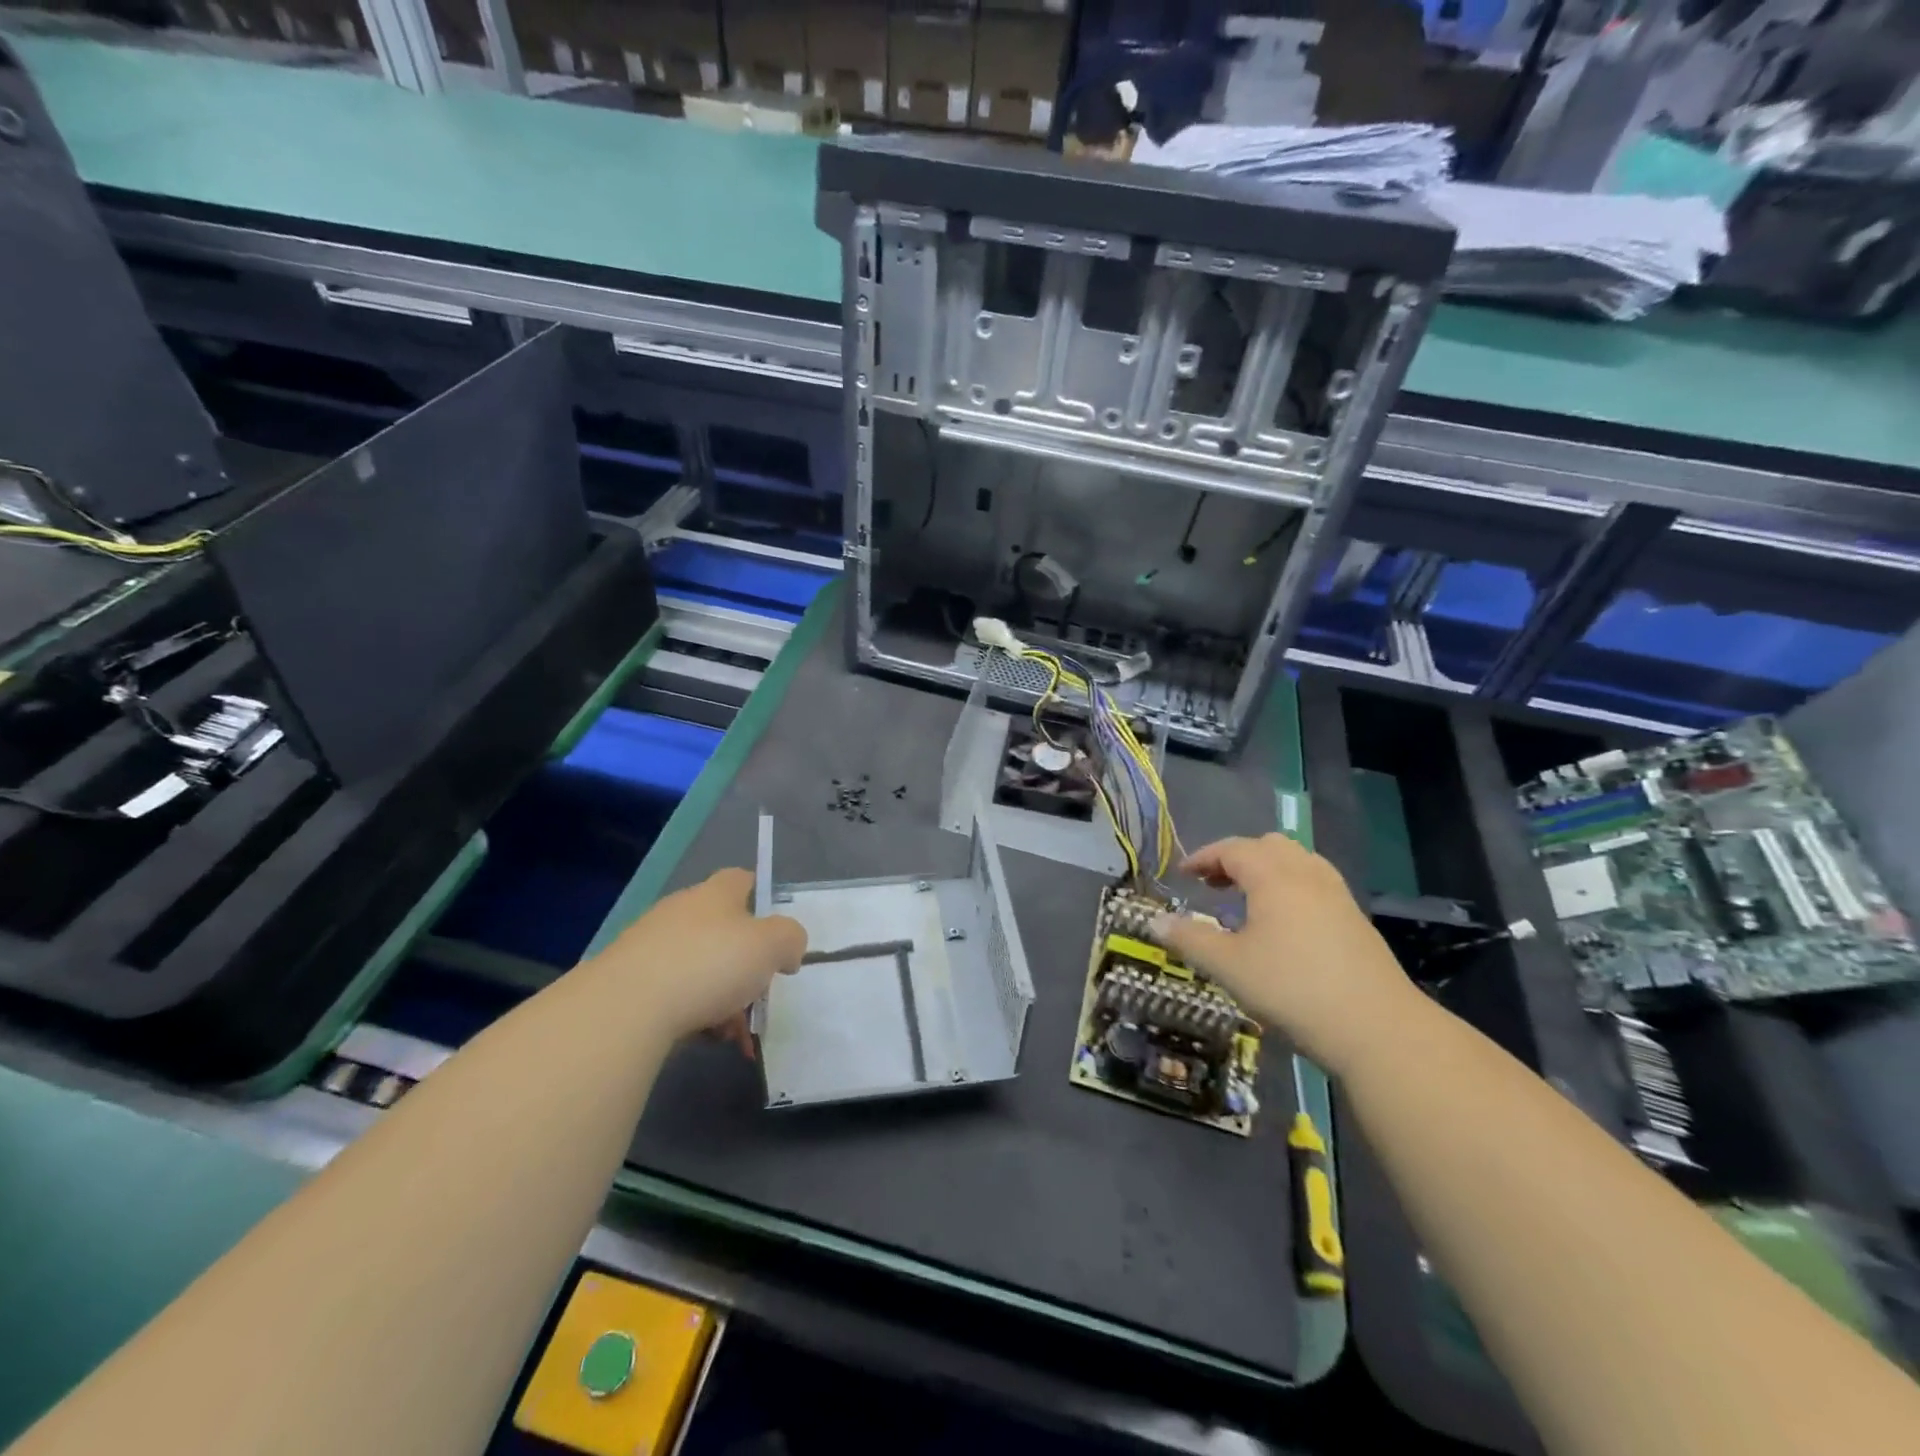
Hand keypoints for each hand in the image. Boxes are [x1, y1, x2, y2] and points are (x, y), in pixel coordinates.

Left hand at [587, 868, 806, 1044]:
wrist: (626, 1008)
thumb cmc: (709, 964)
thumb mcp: (771, 946)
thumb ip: (790, 939)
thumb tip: (787, 949)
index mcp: (715, 893)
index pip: (741, 879)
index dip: (762, 899)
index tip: (776, 931)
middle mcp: (680, 911)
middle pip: (723, 931)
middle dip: (745, 966)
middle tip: (759, 997)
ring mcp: (650, 946)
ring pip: (700, 968)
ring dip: (723, 998)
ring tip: (734, 1035)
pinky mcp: (628, 982)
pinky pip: (674, 995)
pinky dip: (694, 1015)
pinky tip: (704, 1039)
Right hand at [1152, 834, 1414, 1069]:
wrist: (1377, 1027)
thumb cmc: (1292, 989)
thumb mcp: (1228, 966)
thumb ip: (1189, 939)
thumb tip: (1154, 922)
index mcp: (1273, 876)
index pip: (1232, 849)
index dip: (1203, 857)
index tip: (1183, 874)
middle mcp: (1306, 874)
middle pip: (1268, 845)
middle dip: (1236, 858)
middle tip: (1213, 884)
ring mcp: (1337, 895)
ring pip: (1297, 861)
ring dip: (1266, 870)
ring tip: (1247, 900)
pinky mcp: (1355, 918)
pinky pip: (1315, 882)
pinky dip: (1290, 886)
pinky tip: (1283, 923)